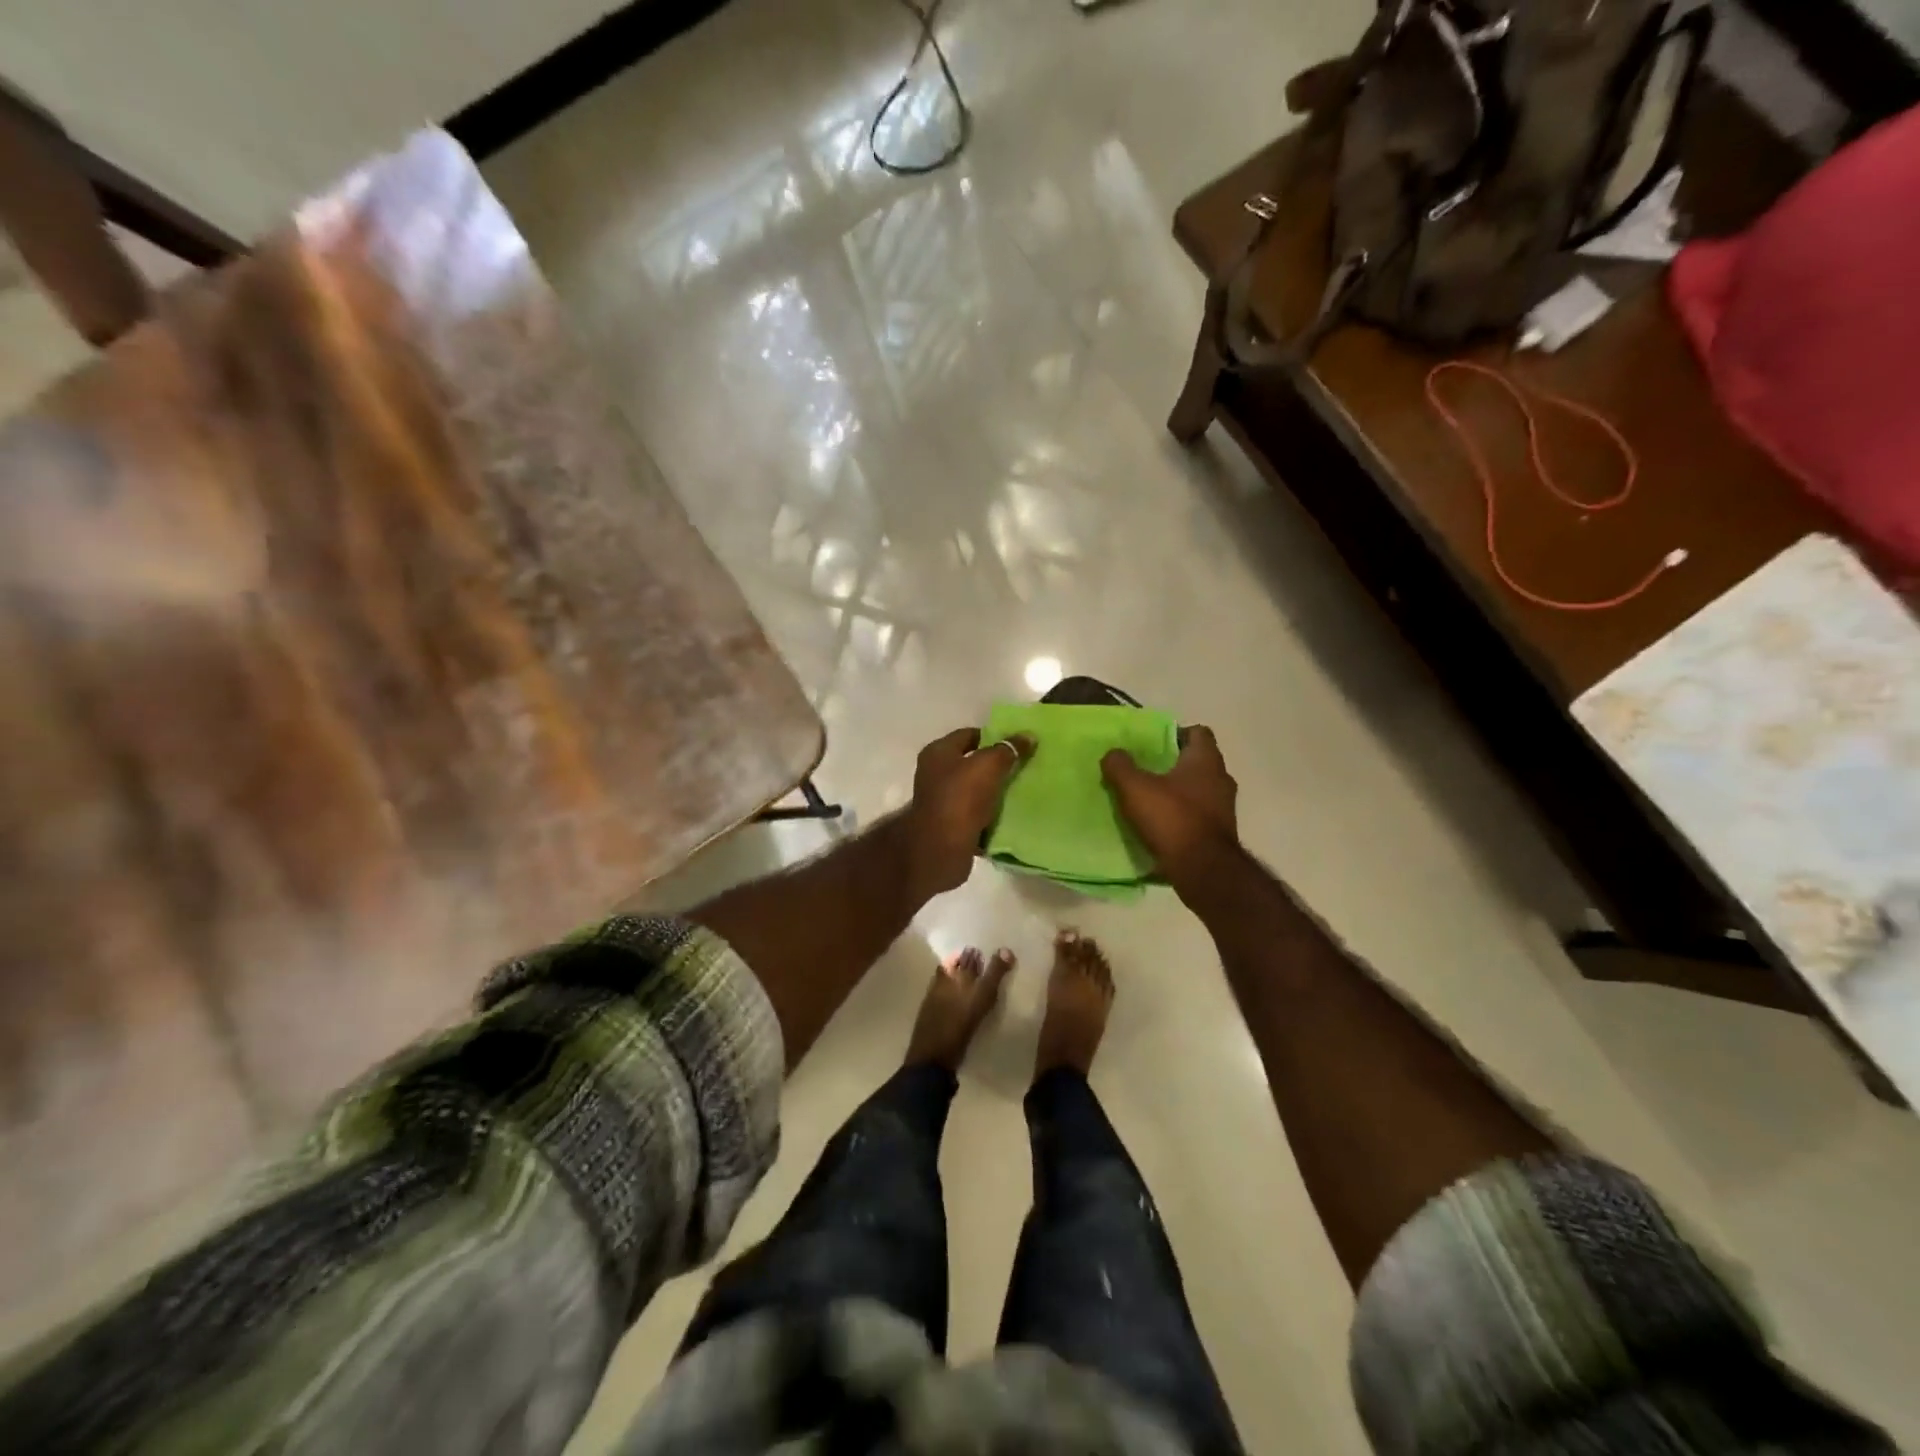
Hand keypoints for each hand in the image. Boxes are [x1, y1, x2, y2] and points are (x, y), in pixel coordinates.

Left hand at [904, 727, 1033, 895]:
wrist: (941, 849)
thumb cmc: (961, 798)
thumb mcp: (988, 766)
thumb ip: (1008, 749)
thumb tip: (1027, 736)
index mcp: (938, 753)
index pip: (969, 735)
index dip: (994, 736)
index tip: (1018, 744)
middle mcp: (935, 774)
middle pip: (972, 763)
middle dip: (997, 765)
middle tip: (1025, 767)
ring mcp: (942, 801)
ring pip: (976, 790)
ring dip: (996, 791)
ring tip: (1022, 790)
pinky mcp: (951, 825)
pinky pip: (976, 813)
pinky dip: (992, 814)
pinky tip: (1012, 814)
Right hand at [1101, 725, 1239, 882]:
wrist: (1203, 870)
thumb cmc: (1172, 818)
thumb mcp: (1135, 788)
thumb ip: (1120, 766)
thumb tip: (1113, 753)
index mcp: (1206, 760)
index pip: (1198, 732)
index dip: (1175, 733)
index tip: (1153, 744)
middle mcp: (1222, 778)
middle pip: (1198, 761)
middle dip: (1173, 764)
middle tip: (1145, 771)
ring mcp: (1225, 807)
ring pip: (1199, 789)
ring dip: (1178, 792)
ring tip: (1150, 799)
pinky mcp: (1221, 832)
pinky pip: (1199, 815)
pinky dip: (1183, 815)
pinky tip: (1161, 825)